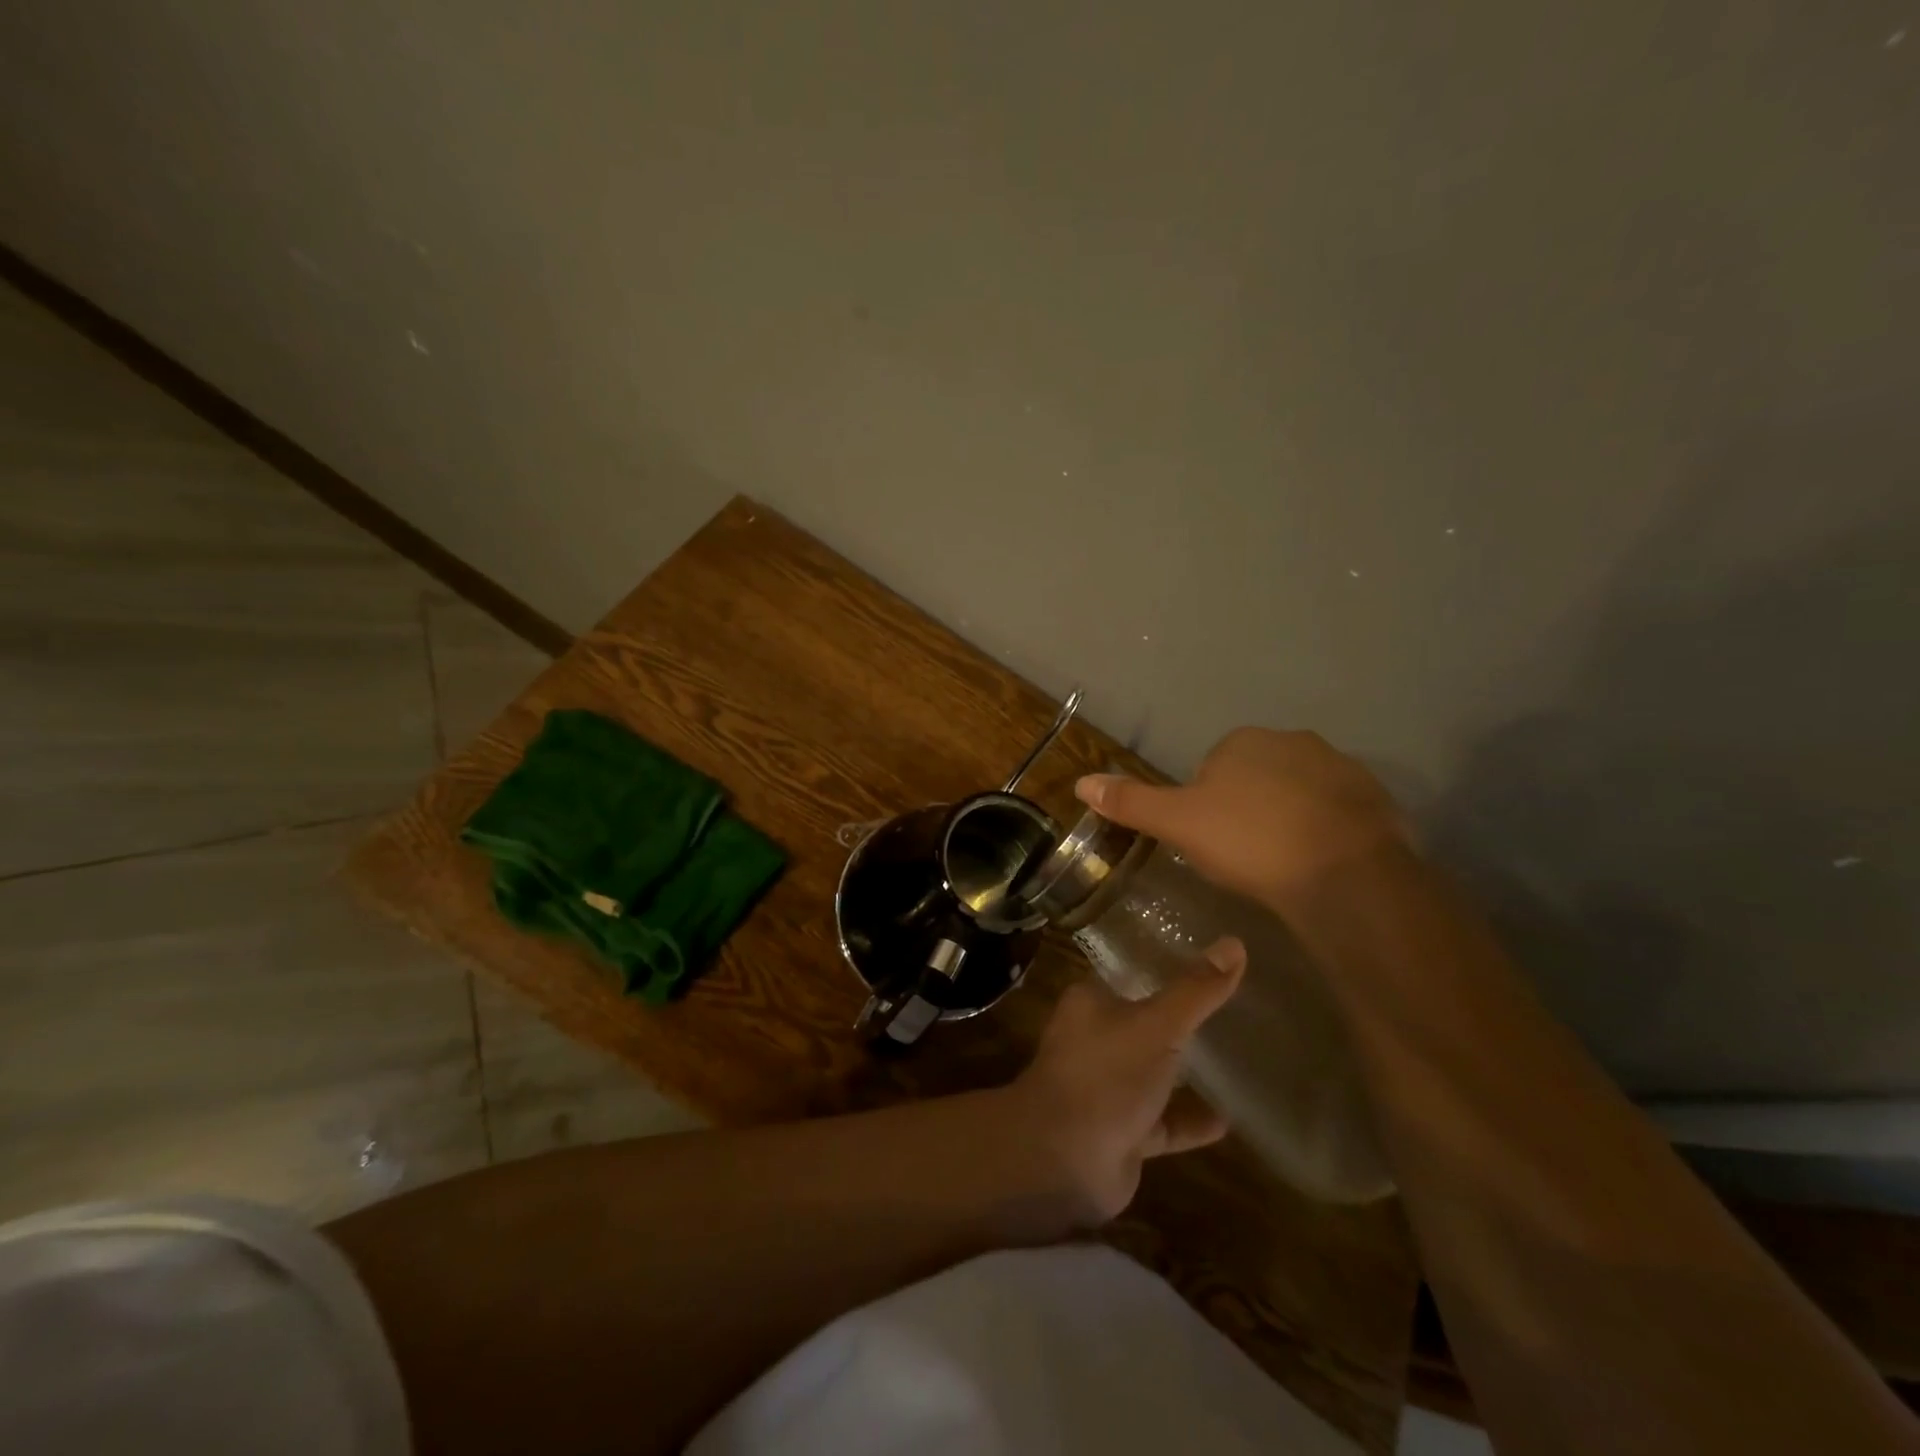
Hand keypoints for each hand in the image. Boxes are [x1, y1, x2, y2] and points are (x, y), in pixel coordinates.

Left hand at [1012, 937, 1244, 1224]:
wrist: (1064, 1159)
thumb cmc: (1106, 1074)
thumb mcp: (1157, 1025)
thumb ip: (1196, 990)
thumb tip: (1235, 943)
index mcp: (1091, 1003)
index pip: (1130, 974)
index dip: (1164, 967)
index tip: (1207, 961)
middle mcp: (1095, 1040)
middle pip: (1145, 1023)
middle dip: (1182, 1020)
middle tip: (1233, 1008)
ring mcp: (1108, 1088)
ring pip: (1154, 1072)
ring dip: (1187, 1072)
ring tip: (1238, 1059)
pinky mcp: (1122, 1132)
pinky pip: (1163, 1121)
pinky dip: (1190, 1120)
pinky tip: (1229, 1119)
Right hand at [1077, 727, 1408, 908]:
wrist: (1343, 874)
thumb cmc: (1249, 841)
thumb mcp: (1179, 824)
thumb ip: (1132, 802)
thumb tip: (1081, 782)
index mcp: (1242, 742)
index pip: (1210, 769)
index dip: (1205, 806)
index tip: (1210, 842)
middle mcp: (1292, 741)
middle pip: (1254, 776)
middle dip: (1247, 808)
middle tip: (1244, 855)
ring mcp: (1340, 766)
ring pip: (1297, 792)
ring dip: (1287, 817)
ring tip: (1282, 864)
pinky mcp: (1375, 797)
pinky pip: (1336, 811)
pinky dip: (1324, 830)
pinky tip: (1318, 863)